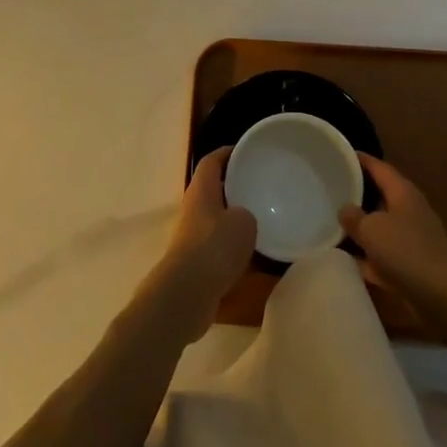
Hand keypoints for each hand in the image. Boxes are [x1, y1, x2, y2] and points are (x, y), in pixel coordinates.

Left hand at [141, 149, 256, 342]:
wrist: (186, 294)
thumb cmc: (215, 247)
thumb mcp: (244, 222)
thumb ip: (247, 213)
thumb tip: (244, 219)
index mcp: (201, 190)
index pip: (212, 161)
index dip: (228, 152)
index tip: (246, 151)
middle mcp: (192, 208)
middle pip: (213, 189)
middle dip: (233, 187)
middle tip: (259, 186)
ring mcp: (191, 236)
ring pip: (215, 219)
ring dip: (233, 219)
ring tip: (260, 221)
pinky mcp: (194, 262)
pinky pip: (216, 246)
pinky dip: (231, 246)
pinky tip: (251, 256)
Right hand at [341, 153, 446, 323]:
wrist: (444, 296)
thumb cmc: (407, 251)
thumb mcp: (372, 229)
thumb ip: (353, 217)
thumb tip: (345, 210)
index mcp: (402, 192)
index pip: (379, 167)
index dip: (360, 160)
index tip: (339, 155)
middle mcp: (407, 211)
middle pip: (378, 196)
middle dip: (356, 193)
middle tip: (329, 189)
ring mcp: (409, 240)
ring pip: (378, 227)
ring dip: (359, 227)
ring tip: (329, 222)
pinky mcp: (409, 266)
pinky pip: (380, 255)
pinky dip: (365, 257)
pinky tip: (343, 260)